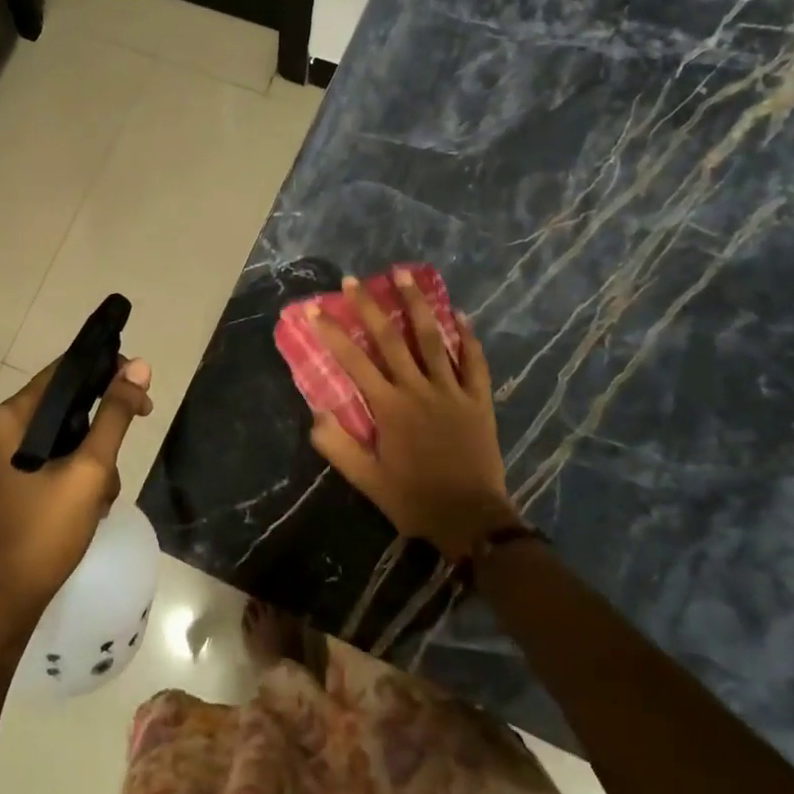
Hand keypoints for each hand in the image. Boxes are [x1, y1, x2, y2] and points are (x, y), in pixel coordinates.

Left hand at [0, 356, 153, 617]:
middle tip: (141, 423)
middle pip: (71, 399)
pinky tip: (94, 503)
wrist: (10, 597)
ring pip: (71, 431)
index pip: (67, 368)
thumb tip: (140, 366)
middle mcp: (9, 426)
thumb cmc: (47, 528)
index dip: (107, 369)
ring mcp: (14, 454)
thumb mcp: (90, 468)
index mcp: (15, 415)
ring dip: (98, 454)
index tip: (141, 388)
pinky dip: (84, 471)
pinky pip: (62, 455)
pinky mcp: (22, 477)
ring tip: (104, 490)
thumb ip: (115, 415)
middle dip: (106, 420)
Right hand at [308, 270, 517, 559]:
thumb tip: (315, 414)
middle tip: (354, 279)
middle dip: (369, 306)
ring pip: (432, 339)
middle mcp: (418, 389)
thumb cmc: (415, 499)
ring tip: (404, 274)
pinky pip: (474, 362)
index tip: (315, 309)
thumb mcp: (368, 481)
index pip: (354, 362)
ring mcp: (451, 391)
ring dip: (417, 304)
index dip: (332, 333)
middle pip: (390, 339)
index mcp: (389, 407)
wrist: (472, 519)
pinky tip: (460, 314)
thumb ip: (339, 447)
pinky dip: (467, 337)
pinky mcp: (478, 400)